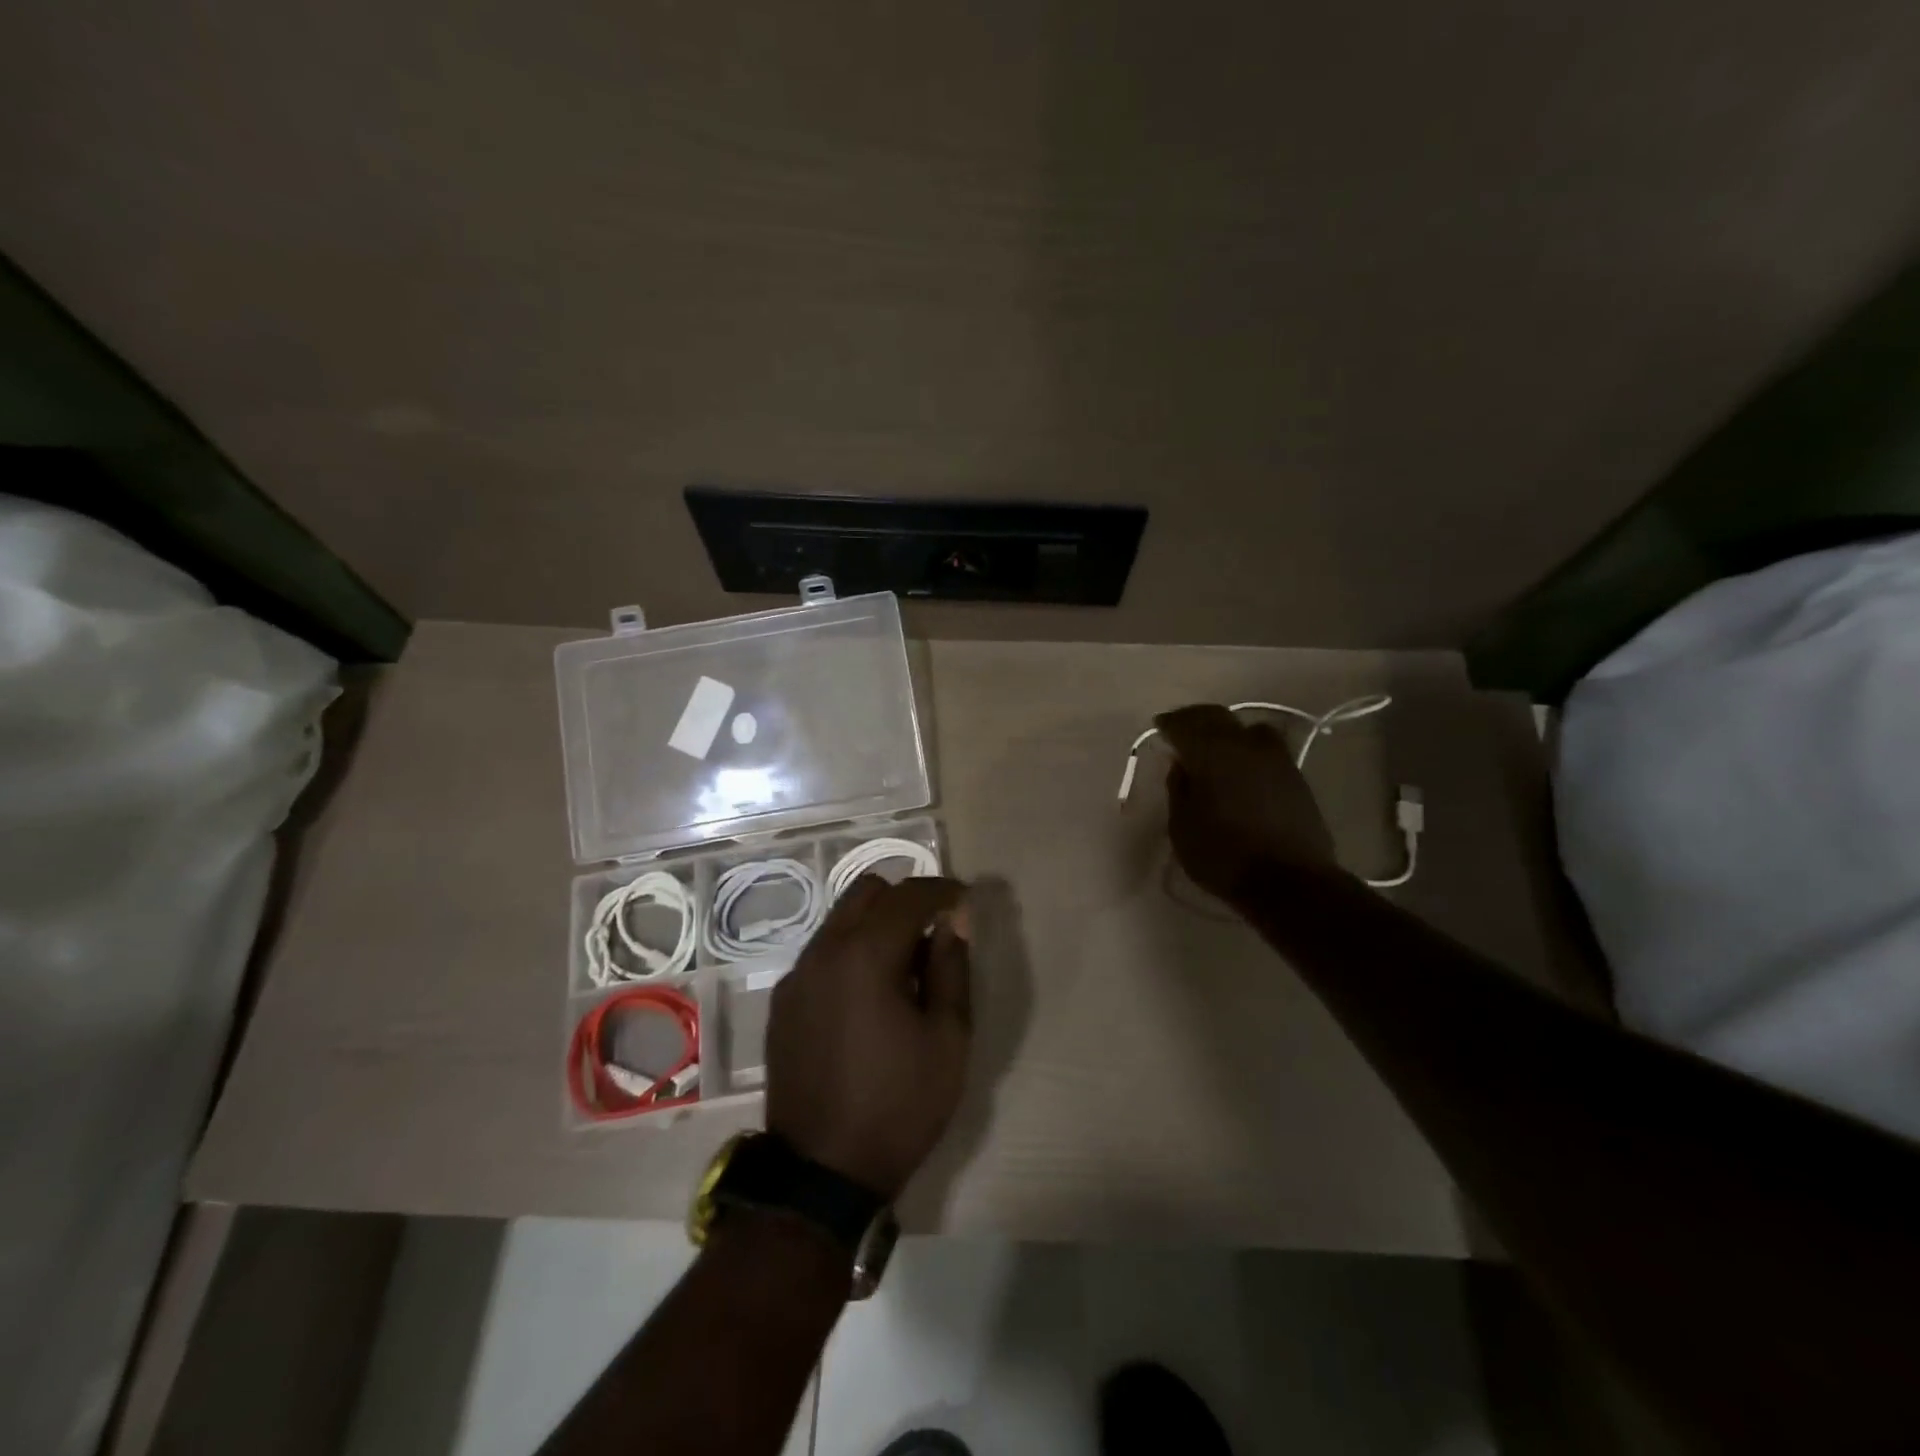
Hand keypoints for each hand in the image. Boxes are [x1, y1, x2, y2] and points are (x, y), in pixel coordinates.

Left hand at [766, 876, 970, 1199]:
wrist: (821, 1173)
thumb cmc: (898, 1105)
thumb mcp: (948, 1039)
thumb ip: (952, 968)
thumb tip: (953, 920)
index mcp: (865, 955)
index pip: (908, 895)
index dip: (942, 890)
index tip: (965, 900)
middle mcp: (823, 951)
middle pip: (866, 892)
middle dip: (905, 900)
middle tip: (933, 933)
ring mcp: (796, 975)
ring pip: (841, 919)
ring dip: (876, 925)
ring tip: (904, 969)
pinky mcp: (783, 1001)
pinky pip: (823, 952)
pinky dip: (851, 952)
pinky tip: (868, 997)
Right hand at [1153, 704, 1337, 906]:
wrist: (1290, 883)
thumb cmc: (1223, 855)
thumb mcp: (1182, 827)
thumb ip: (1179, 789)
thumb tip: (1181, 766)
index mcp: (1212, 752)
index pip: (1185, 723)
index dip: (1170, 723)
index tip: (1160, 728)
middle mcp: (1246, 744)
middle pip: (1218, 716)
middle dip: (1196, 720)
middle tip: (1182, 732)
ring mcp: (1277, 759)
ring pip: (1248, 729)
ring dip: (1228, 732)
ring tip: (1216, 749)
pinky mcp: (1297, 777)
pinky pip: (1267, 750)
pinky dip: (1249, 751)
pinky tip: (1241, 770)